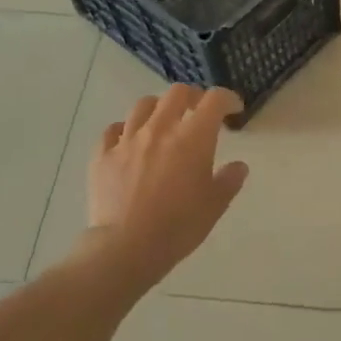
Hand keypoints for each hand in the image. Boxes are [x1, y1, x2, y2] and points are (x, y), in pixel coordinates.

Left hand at [85, 85, 249, 285]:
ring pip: (143, 106)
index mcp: (193, 138)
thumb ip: (229, 180)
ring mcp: (127, 140)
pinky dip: (126, 129)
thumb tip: (238, 166)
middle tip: (200, 112)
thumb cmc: (179, 226)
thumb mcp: (215, 205)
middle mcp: (159, 129)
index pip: (214, 100)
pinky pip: (113, 130)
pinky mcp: (102, 155)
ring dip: (159, 108)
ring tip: (164, 122)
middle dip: (193, 97)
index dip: (227, 99)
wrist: (126, 246)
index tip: (234, 110)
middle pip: (177, 94)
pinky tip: (131, 141)